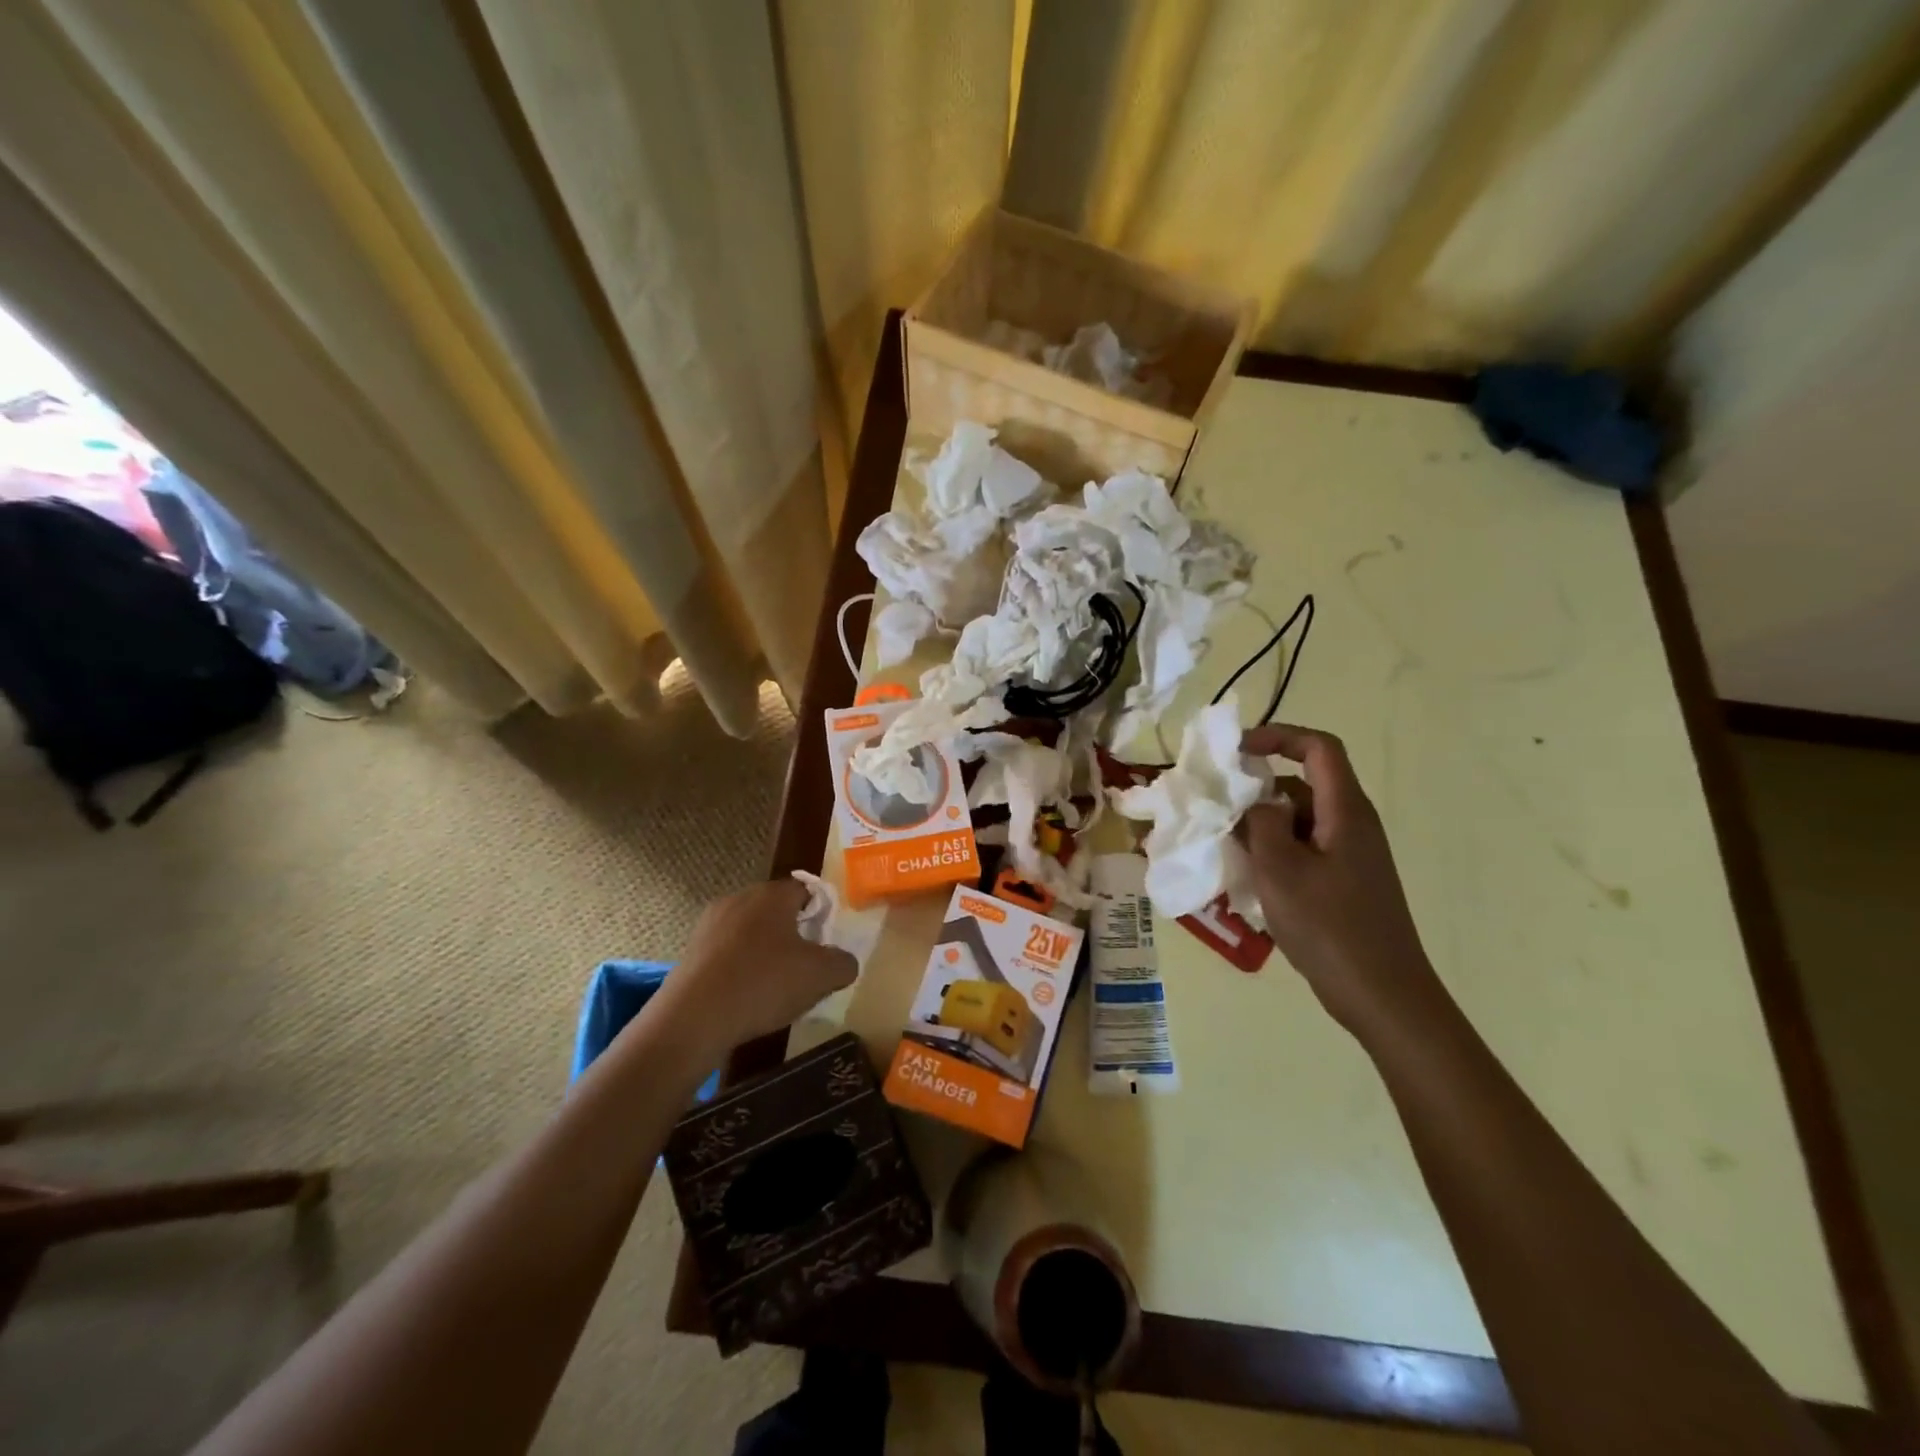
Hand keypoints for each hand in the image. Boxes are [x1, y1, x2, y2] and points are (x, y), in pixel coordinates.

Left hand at [656, 879, 857, 1055]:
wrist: (693, 1019)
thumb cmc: (764, 984)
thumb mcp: (821, 976)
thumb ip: (843, 963)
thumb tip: (843, 961)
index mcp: (772, 895)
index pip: (805, 890)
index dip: (820, 913)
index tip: (825, 942)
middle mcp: (739, 899)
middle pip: (775, 910)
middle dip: (792, 934)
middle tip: (804, 966)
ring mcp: (709, 924)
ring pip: (749, 932)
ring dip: (763, 952)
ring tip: (773, 987)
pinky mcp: (690, 951)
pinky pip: (726, 953)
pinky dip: (739, 969)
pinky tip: (744, 997)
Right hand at [1238, 725, 1446, 1039]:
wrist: (1382, 995)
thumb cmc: (1330, 927)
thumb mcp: (1280, 870)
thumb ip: (1260, 824)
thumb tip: (1254, 803)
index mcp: (1345, 811)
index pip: (1319, 748)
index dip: (1279, 736)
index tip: (1237, 752)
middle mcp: (1352, 824)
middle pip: (1303, 784)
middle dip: (1258, 790)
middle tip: (1218, 810)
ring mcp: (1349, 855)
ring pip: (1298, 819)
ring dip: (1261, 825)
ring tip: (1227, 848)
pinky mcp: (1343, 881)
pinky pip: (1303, 848)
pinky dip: (1274, 852)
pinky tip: (1249, 878)